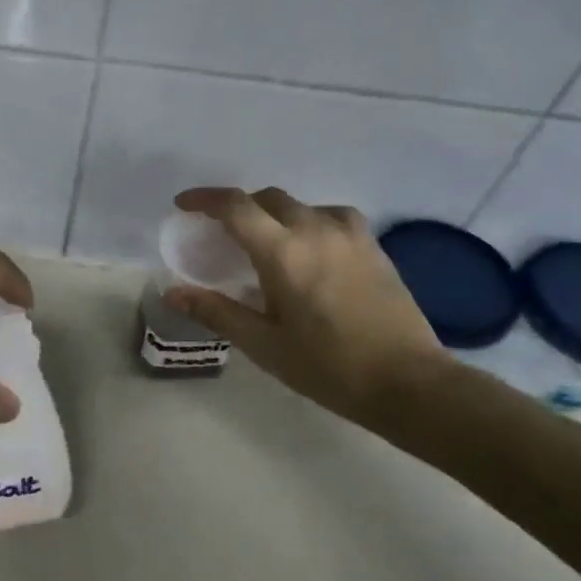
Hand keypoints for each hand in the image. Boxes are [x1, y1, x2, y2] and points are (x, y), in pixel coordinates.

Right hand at [164, 187, 445, 425]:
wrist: (407, 382)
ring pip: (301, 204)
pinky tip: (310, 248)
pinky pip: (331, 216)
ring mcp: (349, 235)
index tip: (184, 205)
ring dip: (274, 213)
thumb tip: (173, 293)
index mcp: (283, 253)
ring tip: (265, 241)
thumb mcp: (264, 345)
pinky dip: (309, 221)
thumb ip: (216, 312)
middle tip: (220, 232)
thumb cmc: (328, 366)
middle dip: (238, 207)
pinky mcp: (373, 246)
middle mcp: (315, 230)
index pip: (235, 207)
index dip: (205, 199)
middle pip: (267, 198)